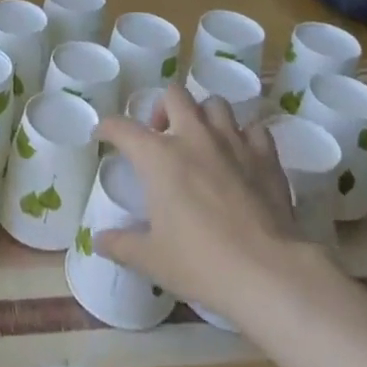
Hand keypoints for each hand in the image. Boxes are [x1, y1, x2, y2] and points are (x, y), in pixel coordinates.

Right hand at [94, 86, 317, 320]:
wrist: (268, 272)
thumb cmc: (202, 263)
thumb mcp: (153, 260)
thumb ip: (122, 245)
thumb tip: (98, 240)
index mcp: (158, 156)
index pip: (122, 127)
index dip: (108, 127)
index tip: (103, 133)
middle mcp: (193, 136)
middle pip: (174, 95)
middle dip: (163, 108)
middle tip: (162, 135)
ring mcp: (232, 141)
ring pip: (215, 104)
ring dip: (204, 116)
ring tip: (202, 140)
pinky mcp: (265, 156)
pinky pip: (254, 129)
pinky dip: (245, 136)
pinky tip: (242, 156)